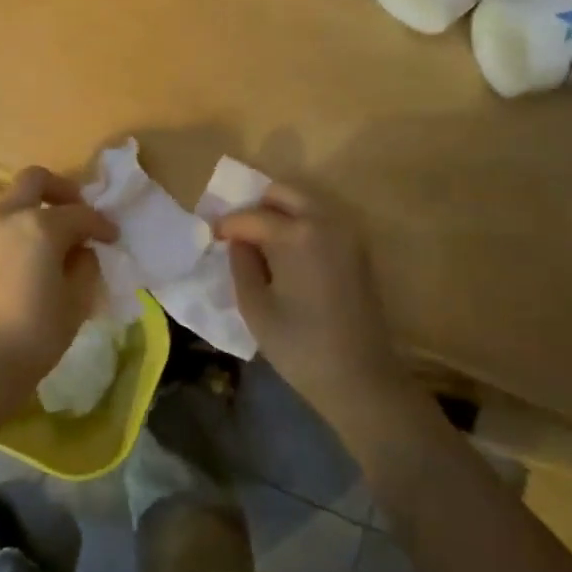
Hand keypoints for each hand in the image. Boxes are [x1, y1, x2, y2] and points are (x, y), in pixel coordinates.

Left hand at [0, 167, 118, 390]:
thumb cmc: (38, 333)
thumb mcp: (77, 300)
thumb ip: (85, 266)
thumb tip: (80, 251)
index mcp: (40, 225)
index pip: (80, 214)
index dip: (102, 225)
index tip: (113, 239)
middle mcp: (8, 218)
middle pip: (35, 180)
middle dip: (61, 190)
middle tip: (79, 213)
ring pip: (14, 203)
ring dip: (37, 211)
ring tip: (56, 242)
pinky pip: (1, 227)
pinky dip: (20, 230)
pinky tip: (33, 259)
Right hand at [215, 184, 405, 413]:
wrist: (360, 378)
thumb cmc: (299, 345)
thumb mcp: (255, 306)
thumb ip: (241, 264)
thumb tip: (238, 241)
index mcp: (297, 234)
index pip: (252, 216)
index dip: (227, 224)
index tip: (211, 236)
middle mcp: (326, 223)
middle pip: (284, 194)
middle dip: (256, 207)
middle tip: (236, 233)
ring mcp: (347, 235)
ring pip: (306, 203)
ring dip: (279, 213)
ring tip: (257, 242)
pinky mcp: (358, 251)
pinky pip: (322, 221)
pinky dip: (299, 225)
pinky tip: (284, 253)